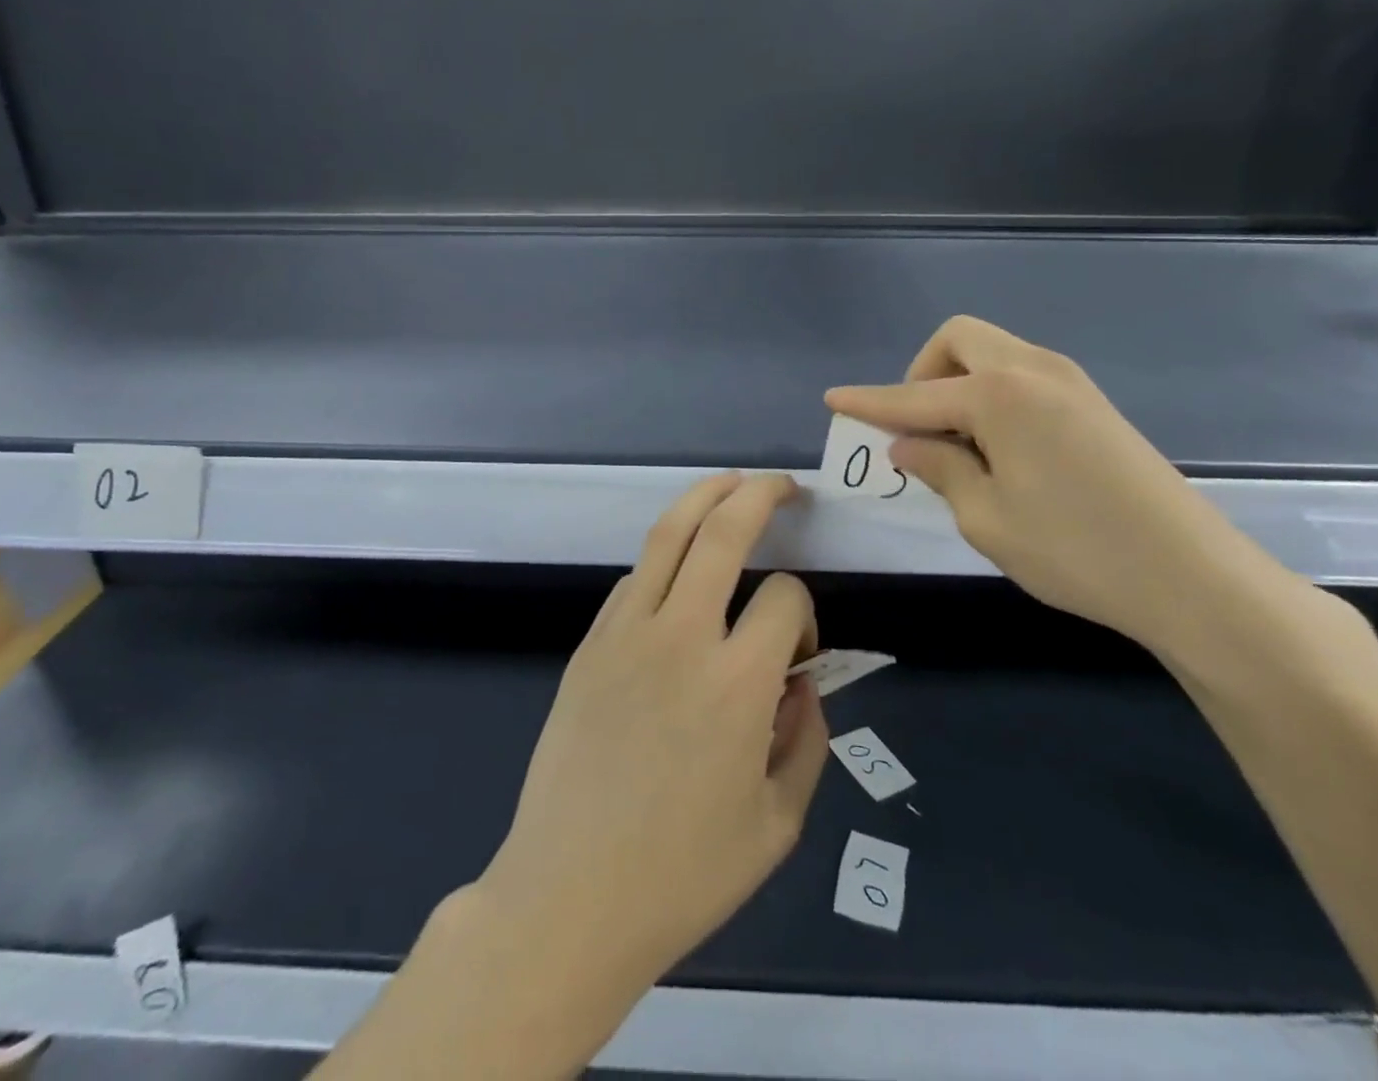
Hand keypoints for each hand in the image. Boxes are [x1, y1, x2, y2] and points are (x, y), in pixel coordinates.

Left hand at [475, 473, 827, 1002]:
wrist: (570, 895)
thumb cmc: (683, 875)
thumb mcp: (777, 825)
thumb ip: (807, 742)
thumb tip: (803, 682)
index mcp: (738, 683)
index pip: (785, 597)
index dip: (806, 609)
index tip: (802, 648)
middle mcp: (682, 637)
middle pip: (724, 531)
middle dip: (760, 495)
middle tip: (783, 486)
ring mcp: (627, 633)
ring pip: (667, 535)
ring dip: (703, 498)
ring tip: (730, 483)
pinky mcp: (591, 643)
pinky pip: (634, 579)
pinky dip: (664, 557)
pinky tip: (678, 565)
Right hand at [827, 317, 1309, 655]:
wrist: (1194, 577)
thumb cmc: (1075, 550)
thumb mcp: (985, 518)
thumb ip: (939, 469)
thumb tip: (907, 445)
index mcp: (999, 395)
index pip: (913, 395)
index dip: (868, 401)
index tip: (833, 399)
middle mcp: (1033, 370)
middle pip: (957, 339)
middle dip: (921, 372)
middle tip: (917, 427)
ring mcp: (1069, 382)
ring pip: (992, 352)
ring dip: (957, 381)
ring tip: (954, 442)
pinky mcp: (1092, 403)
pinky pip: (1020, 374)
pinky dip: (990, 393)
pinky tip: (996, 446)